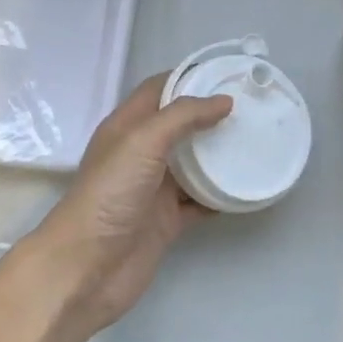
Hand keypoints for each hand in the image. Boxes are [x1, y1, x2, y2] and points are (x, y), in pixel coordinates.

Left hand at [26, 74, 232, 339]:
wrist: (87, 268)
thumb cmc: (110, 194)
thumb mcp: (143, 141)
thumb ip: (182, 116)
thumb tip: (223, 101)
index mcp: (127, 126)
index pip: (160, 89)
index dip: (189, 77)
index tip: (227, 73)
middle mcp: (141, 153)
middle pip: (180, 125)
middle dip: (211, 115)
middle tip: (251, 107)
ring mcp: (154, 188)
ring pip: (193, 163)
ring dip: (219, 155)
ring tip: (256, 141)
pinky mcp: (166, 221)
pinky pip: (199, 201)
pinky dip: (220, 195)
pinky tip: (245, 187)